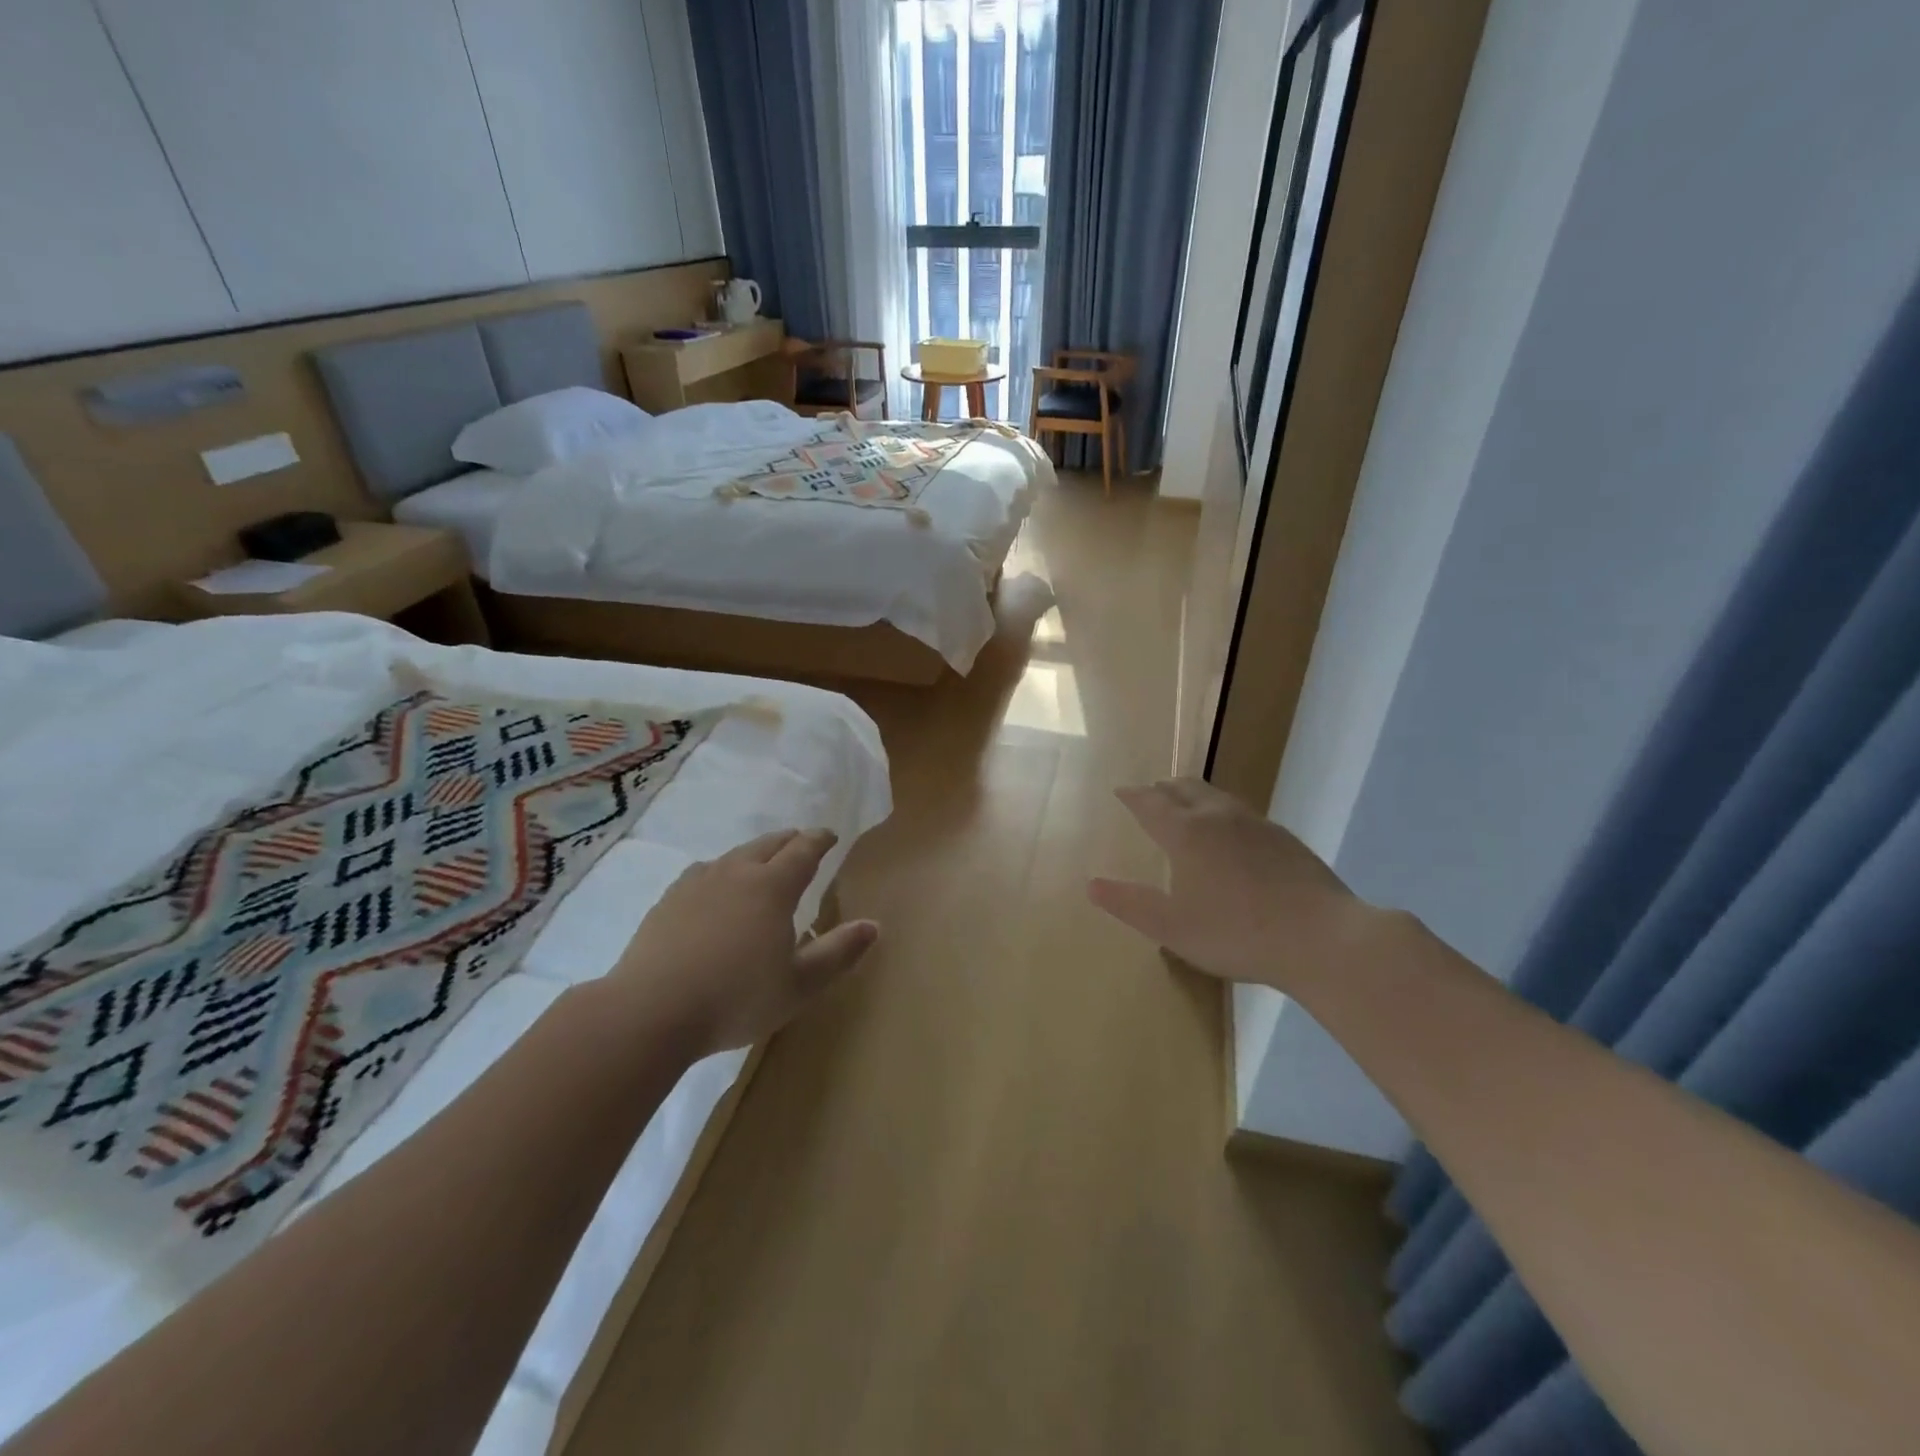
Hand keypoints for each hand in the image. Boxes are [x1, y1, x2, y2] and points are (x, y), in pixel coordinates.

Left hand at [609, 829, 878, 1056]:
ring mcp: (697, 883)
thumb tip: (874, 925)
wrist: (650, 1011)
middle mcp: (736, 873)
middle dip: (789, 840)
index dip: (820, 840)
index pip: (803, 850)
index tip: (830, 836)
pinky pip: (703, 872)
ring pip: (734, 855)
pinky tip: (714, 886)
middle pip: (768, 844)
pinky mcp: (668, 901)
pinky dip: (721, 871)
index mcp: (772, 887)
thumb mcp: (800, 985)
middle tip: (801, 842)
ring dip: (755, 853)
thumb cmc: (736, 998)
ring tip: (761, 862)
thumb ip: (838, 953)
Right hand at [1088, 778, 1377, 995]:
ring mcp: (1257, 825)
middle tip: (1152, 792)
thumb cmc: (1236, 932)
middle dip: (1163, 788)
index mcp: (1187, 833)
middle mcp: (1219, 817)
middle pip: (1185, 789)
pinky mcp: (1285, 839)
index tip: (1120, 790)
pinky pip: (1243, 813)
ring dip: (1195, 795)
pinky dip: (1224, 812)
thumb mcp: (1172, 927)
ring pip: (1217, 796)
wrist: (1322, 938)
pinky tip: (1233, 834)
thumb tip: (1091, 885)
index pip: (1151, 804)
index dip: (1133, 796)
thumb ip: (1130, 904)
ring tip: (1188, 804)